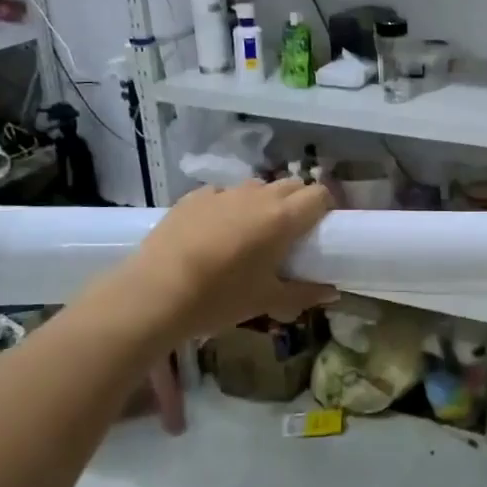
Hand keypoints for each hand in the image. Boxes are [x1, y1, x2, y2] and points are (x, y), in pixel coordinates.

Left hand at [76, 180, 337, 344]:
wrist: (154, 293)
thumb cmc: (219, 298)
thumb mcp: (266, 301)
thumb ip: (304, 293)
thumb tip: (332, 291)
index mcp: (283, 218)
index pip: (319, 194)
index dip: (324, 208)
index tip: (320, 230)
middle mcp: (258, 196)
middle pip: (292, 185)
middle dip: (297, 203)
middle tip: (290, 235)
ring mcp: (223, 192)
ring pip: (257, 187)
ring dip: (263, 203)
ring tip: (251, 233)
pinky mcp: (194, 196)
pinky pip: (222, 194)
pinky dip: (228, 207)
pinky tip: (214, 234)